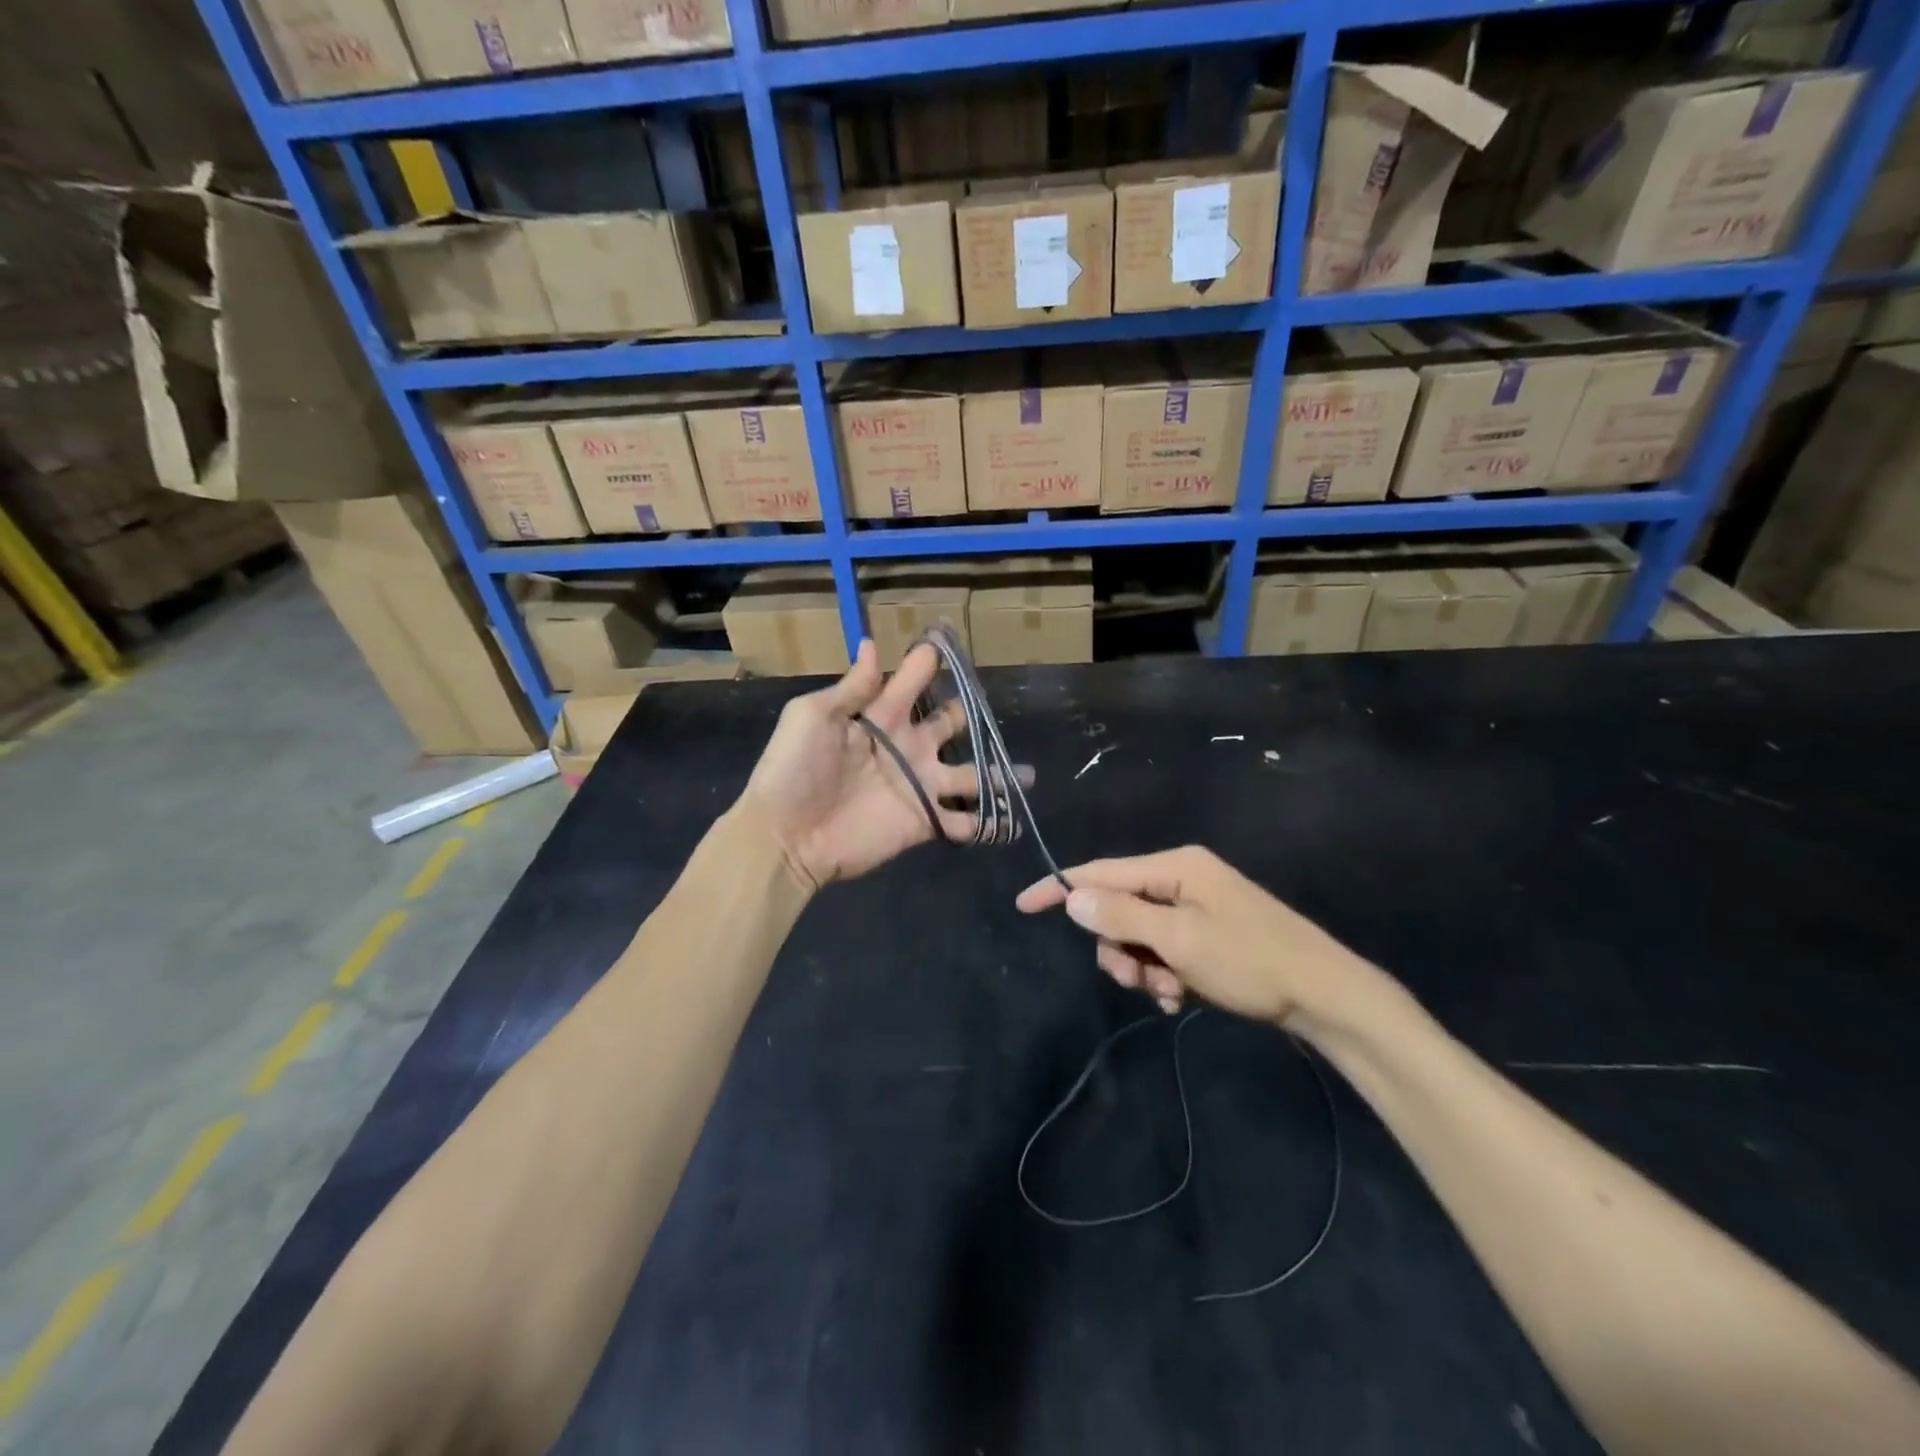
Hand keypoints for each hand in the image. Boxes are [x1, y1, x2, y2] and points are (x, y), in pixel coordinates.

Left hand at [743, 639, 1005, 887]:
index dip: (930, 662)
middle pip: (949, 724)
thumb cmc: (794, 770)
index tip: (951, 641)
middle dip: (970, 715)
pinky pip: (963, 822)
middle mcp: (907, 747)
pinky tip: (1013, 822)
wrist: (786, 836)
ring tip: (1028, 774)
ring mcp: (919, 786)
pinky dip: (988, 824)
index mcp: (881, 716)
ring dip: (998, 774)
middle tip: (994, 708)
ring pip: (969, 775)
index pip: (913, 681)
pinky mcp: (923, 822)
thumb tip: (871, 644)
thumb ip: (852, 688)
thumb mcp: (813, 717)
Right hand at [1015, 846, 1381, 1026]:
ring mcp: (1196, 908)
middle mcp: (1182, 880)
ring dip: (1142, 968)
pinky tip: (1180, 998)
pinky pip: (1164, 951)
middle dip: (1118, 947)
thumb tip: (1073, 898)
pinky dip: (1163, 975)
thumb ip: (1122, 917)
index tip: (1023, 904)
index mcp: (1175, 867)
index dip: (1061, 888)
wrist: (1325, 994)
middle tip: (1136, 979)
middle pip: (1119, 909)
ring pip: (1139, 936)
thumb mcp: (1178, 940)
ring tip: (1167, 994)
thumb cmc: (1250, 960)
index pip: (1102, 872)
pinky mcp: (1207, 936)